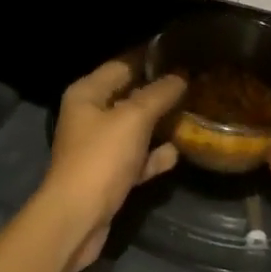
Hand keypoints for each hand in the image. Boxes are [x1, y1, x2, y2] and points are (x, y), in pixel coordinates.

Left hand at [37, 57, 186, 271]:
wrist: (77, 218)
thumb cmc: (101, 158)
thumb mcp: (133, 119)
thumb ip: (158, 94)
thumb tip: (180, 77)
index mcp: (87, 94)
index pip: (122, 65)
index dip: (149, 58)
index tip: (180, 53)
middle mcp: (90, 116)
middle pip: (129, 96)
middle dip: (159, 92)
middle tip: (194, 83)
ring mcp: (99, 147)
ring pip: (135, 128)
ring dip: (160, 124)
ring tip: (193, 114)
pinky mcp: (108, 175)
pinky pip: (136, 158)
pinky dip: (154, 156)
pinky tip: (177, 153)